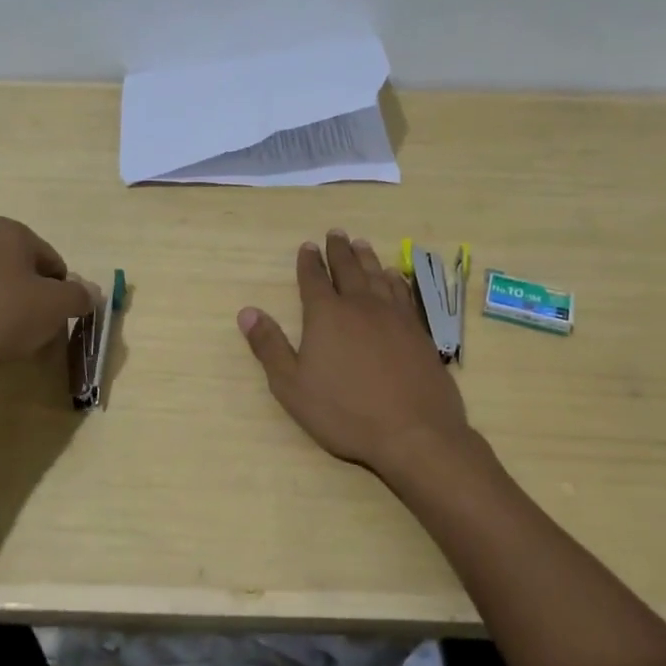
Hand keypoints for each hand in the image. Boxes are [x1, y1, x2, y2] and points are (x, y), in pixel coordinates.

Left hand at [0, 217, 94, 403]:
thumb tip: (93, 293)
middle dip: (35, 302)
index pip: (53, 262)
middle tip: (37, 333)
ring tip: (8, 343)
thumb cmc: (1, 314)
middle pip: (23, 274)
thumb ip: (80, 297)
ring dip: (9, 313)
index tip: (57, 320)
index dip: (62, 294)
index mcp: (9, 231)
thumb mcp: (55, 306)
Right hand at [238, 231, 472, 473]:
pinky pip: (403, 293)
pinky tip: (394, 276)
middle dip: (338, 250)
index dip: (309, 262)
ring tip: (361, 244)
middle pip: (348, 269)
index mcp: (327, 315)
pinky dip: (395, 279)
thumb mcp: (292, 386)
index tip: (307, 247)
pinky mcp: (418, 331)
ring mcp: (394, 316)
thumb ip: (269, 346)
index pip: (314, 279)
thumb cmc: (345, 412)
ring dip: (366, 258)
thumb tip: (247, 312)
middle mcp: (361, 306)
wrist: (413, 431)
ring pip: (377, 276)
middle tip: (335, 233)